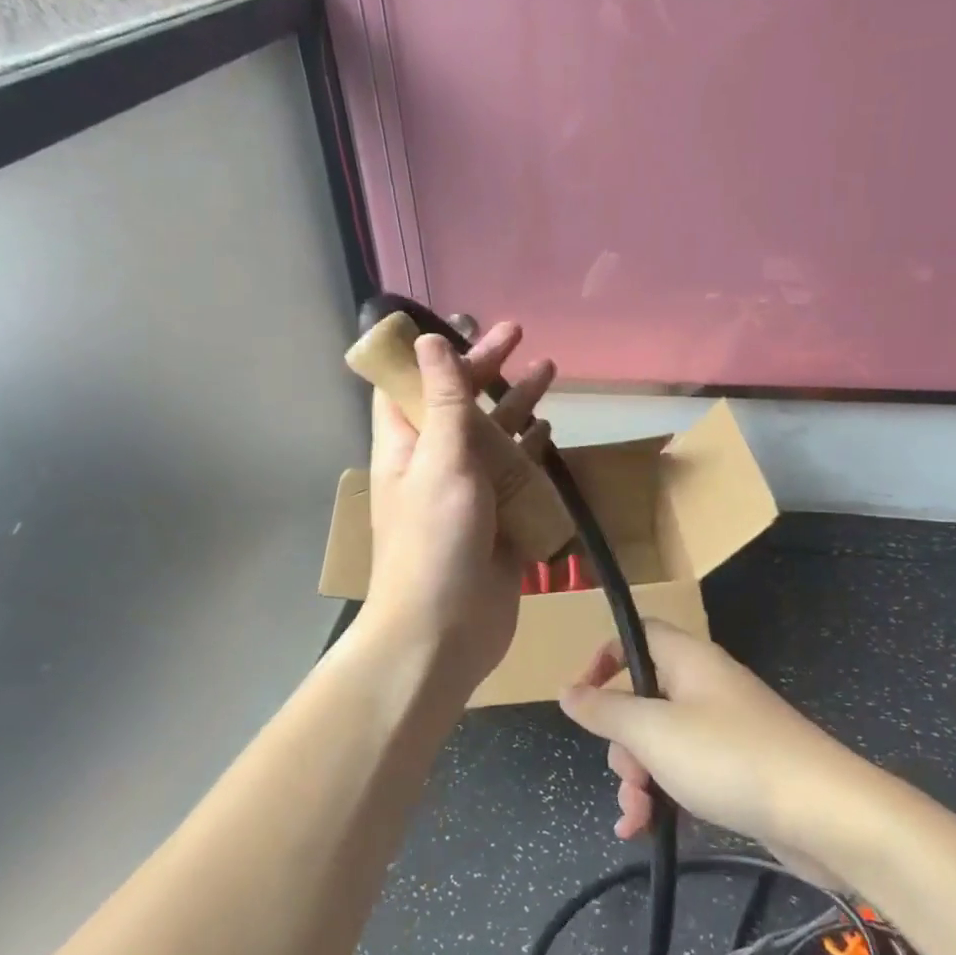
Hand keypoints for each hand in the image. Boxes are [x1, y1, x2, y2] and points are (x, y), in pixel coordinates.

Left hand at [359, 321, 554, 695]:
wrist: (444, 632)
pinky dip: (531, 451)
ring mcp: (467, 493)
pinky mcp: (497, 521)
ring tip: (549, 369)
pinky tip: (549, 432)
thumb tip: (429, 339)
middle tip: (519, 333)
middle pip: (459, 403)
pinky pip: (516, 476)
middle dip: (487, 367)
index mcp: (406, 445)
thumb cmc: (435, 541)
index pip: (409, 383)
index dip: (432, 350)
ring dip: (516, 403)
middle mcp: (434, 464)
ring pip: (493, 436)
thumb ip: (443, 401)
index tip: (463, 322)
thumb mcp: (439, 460)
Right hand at [560, 621, 850, 884]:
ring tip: (635, 819)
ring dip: (639, 777)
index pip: (637, 635)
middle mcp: (705, 685)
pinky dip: (665, 793)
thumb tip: (567, 691)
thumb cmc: (729, 758)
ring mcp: (725, 727)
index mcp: (688, 660)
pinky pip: (687, 769)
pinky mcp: (740, 766)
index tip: (583, 696)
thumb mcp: (653, 732)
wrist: (824, 813)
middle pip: (644, 696)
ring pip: (662, 740)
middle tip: (627, 776)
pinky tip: (648, 829)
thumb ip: (605, 710)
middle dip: (622, 741)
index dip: (605, 658)